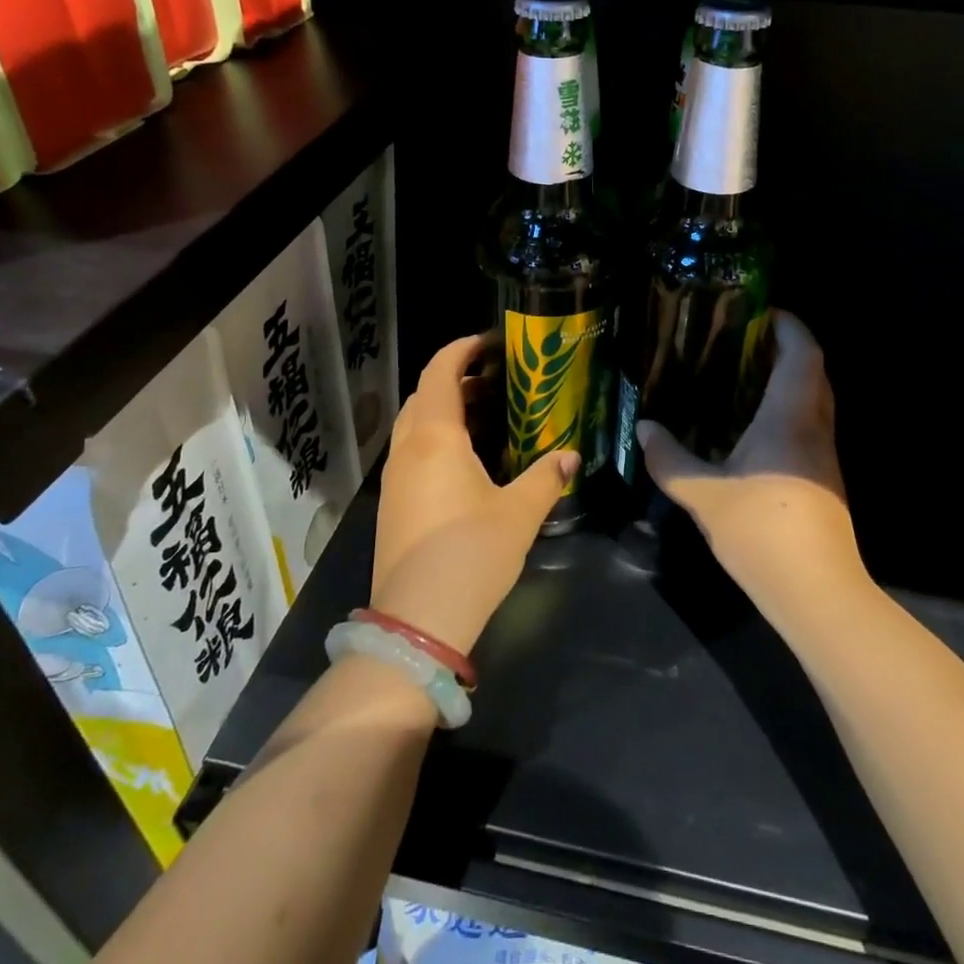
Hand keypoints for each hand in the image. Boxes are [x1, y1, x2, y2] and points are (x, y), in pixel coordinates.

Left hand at [371, 332, 578, 653]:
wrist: (417, 621)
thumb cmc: (471, 554)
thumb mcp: (519, 513)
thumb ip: (547, 477)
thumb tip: (571, 455)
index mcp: (436, 438)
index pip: (439, 372)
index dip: (461, 350)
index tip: (489, 342)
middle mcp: (408, 449)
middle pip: (424, 395)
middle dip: (456, 379)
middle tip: (496, 381)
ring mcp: (395, 478)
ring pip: (415, 425)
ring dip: (445, 410)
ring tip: (486, 416)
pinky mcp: (393, 504)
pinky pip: (412, 452)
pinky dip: (436, 439)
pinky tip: (467, 461)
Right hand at [637, 310, 868, 629]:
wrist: (817, 592)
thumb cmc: (761, 532)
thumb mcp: (702, 495)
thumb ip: (669, 459)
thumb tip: (644, 427)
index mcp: (790, 417)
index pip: (803, 353)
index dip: (788, 325)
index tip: (761, 310)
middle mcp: (815, 427)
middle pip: (813, 371)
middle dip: (786, 348)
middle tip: (744, 340)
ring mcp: (824, 455)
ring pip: (815, 399)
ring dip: (788, 379)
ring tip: (744, 376)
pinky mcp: (824, 478)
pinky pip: (809, 424)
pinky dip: (787, 409)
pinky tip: (753, 427)